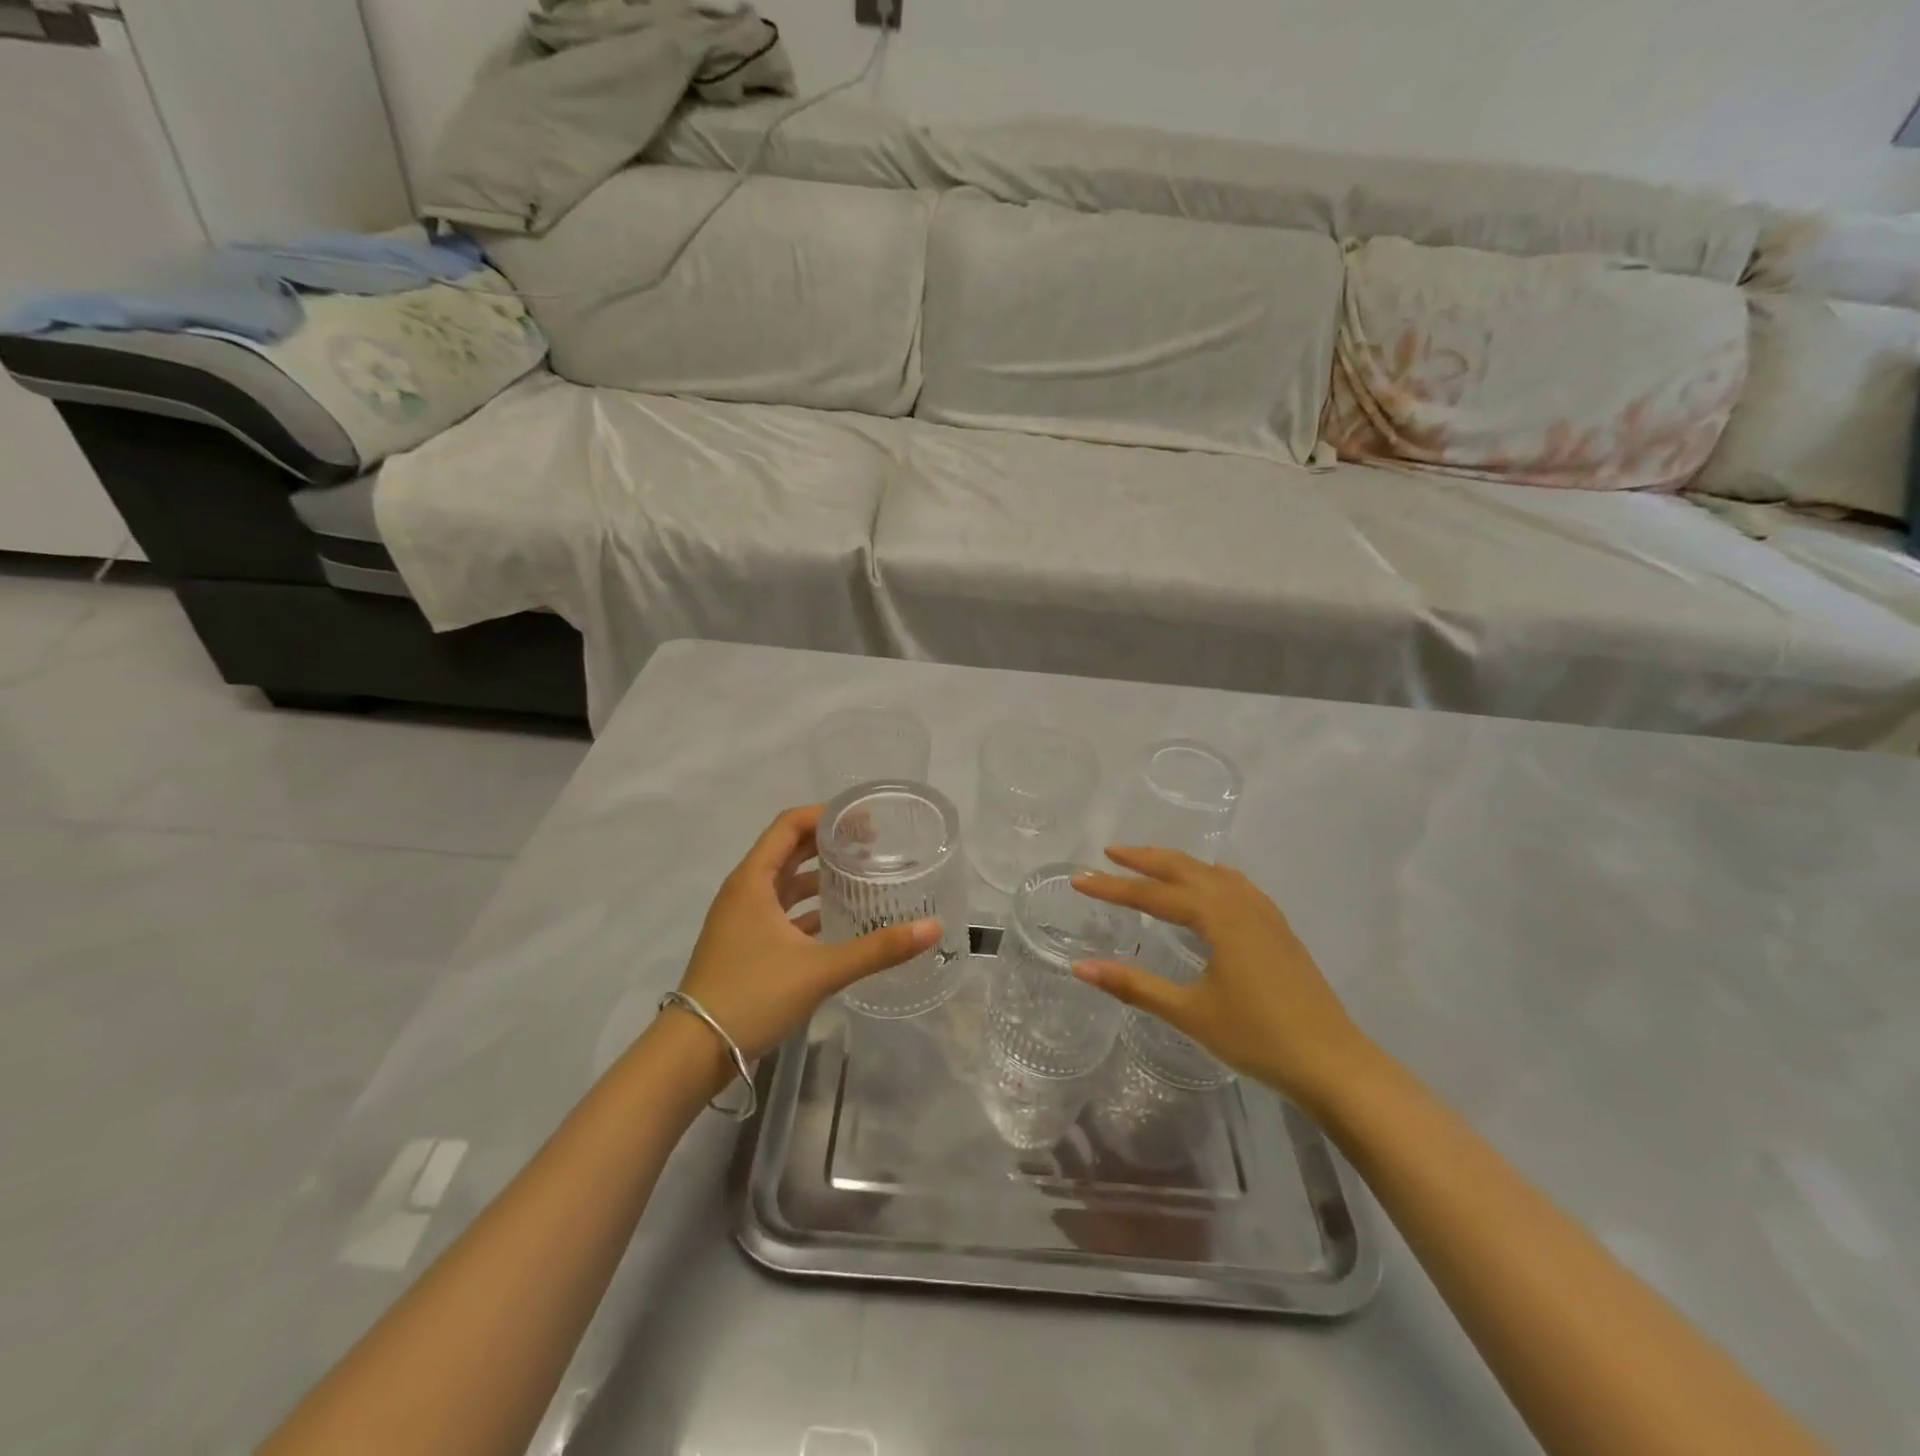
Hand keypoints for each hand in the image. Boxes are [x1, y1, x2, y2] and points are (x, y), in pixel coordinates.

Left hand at [673, 805, 939, 1060]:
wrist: (693, 1053)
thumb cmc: (752, 996)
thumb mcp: (820, 970)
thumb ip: (877, 949)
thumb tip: (933, 928)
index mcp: (753, 881)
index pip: (789, 825)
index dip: (825, 815)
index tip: (863, 818)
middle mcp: (744, 891)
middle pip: (788, 850)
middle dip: (828, 843)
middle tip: (873, 844)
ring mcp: (742, 920)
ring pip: (786, 884)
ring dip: (820, 876)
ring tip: (862, 876)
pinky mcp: (745, 945)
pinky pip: (782, 912)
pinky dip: (809, 908)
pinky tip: (840, 920)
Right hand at [1071, 848, 1373, 1111]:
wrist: (1333, 1063)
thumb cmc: (1257, 1036)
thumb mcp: (1189, 1012)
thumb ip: (1134, 986)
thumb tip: (1080, 967)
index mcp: (1217, 916)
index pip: (1153, 894)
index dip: (1113, 887)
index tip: (1079, 879)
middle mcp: (1240, 903)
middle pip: (1184, 868)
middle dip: (1145, 858)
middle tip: (1109, 853)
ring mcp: (1264, 913)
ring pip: (1212, 873)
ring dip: (1177, 864)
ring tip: (1149, 862)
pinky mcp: (1278, 928)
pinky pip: (1236, 885)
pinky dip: (1210, 876)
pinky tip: (1211, 885)